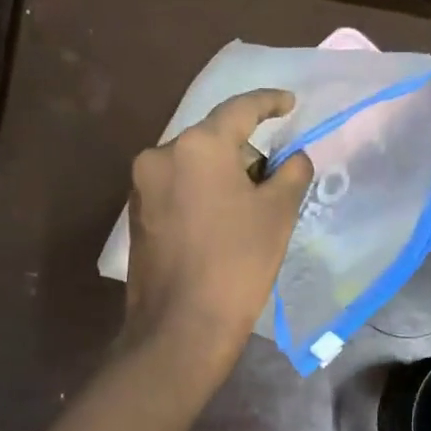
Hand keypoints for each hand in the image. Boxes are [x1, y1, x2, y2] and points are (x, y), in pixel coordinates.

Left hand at [123, 88, 313, 379]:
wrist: (181, 327)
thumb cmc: (237, 265)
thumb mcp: (278, 214)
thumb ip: (292, 173)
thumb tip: (294, 158)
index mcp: (198, 146)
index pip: (240, 109)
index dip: (270, 102)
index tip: (289, 103)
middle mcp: (161, 155)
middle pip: (214, 140)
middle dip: (246, 154)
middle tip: (274, 185)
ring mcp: (142, 186)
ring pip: (194, 166)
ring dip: (222, 177)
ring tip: (246, 215)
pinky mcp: (136, 215)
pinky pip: (177, 189)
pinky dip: (200, 196)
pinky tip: (218, 229)